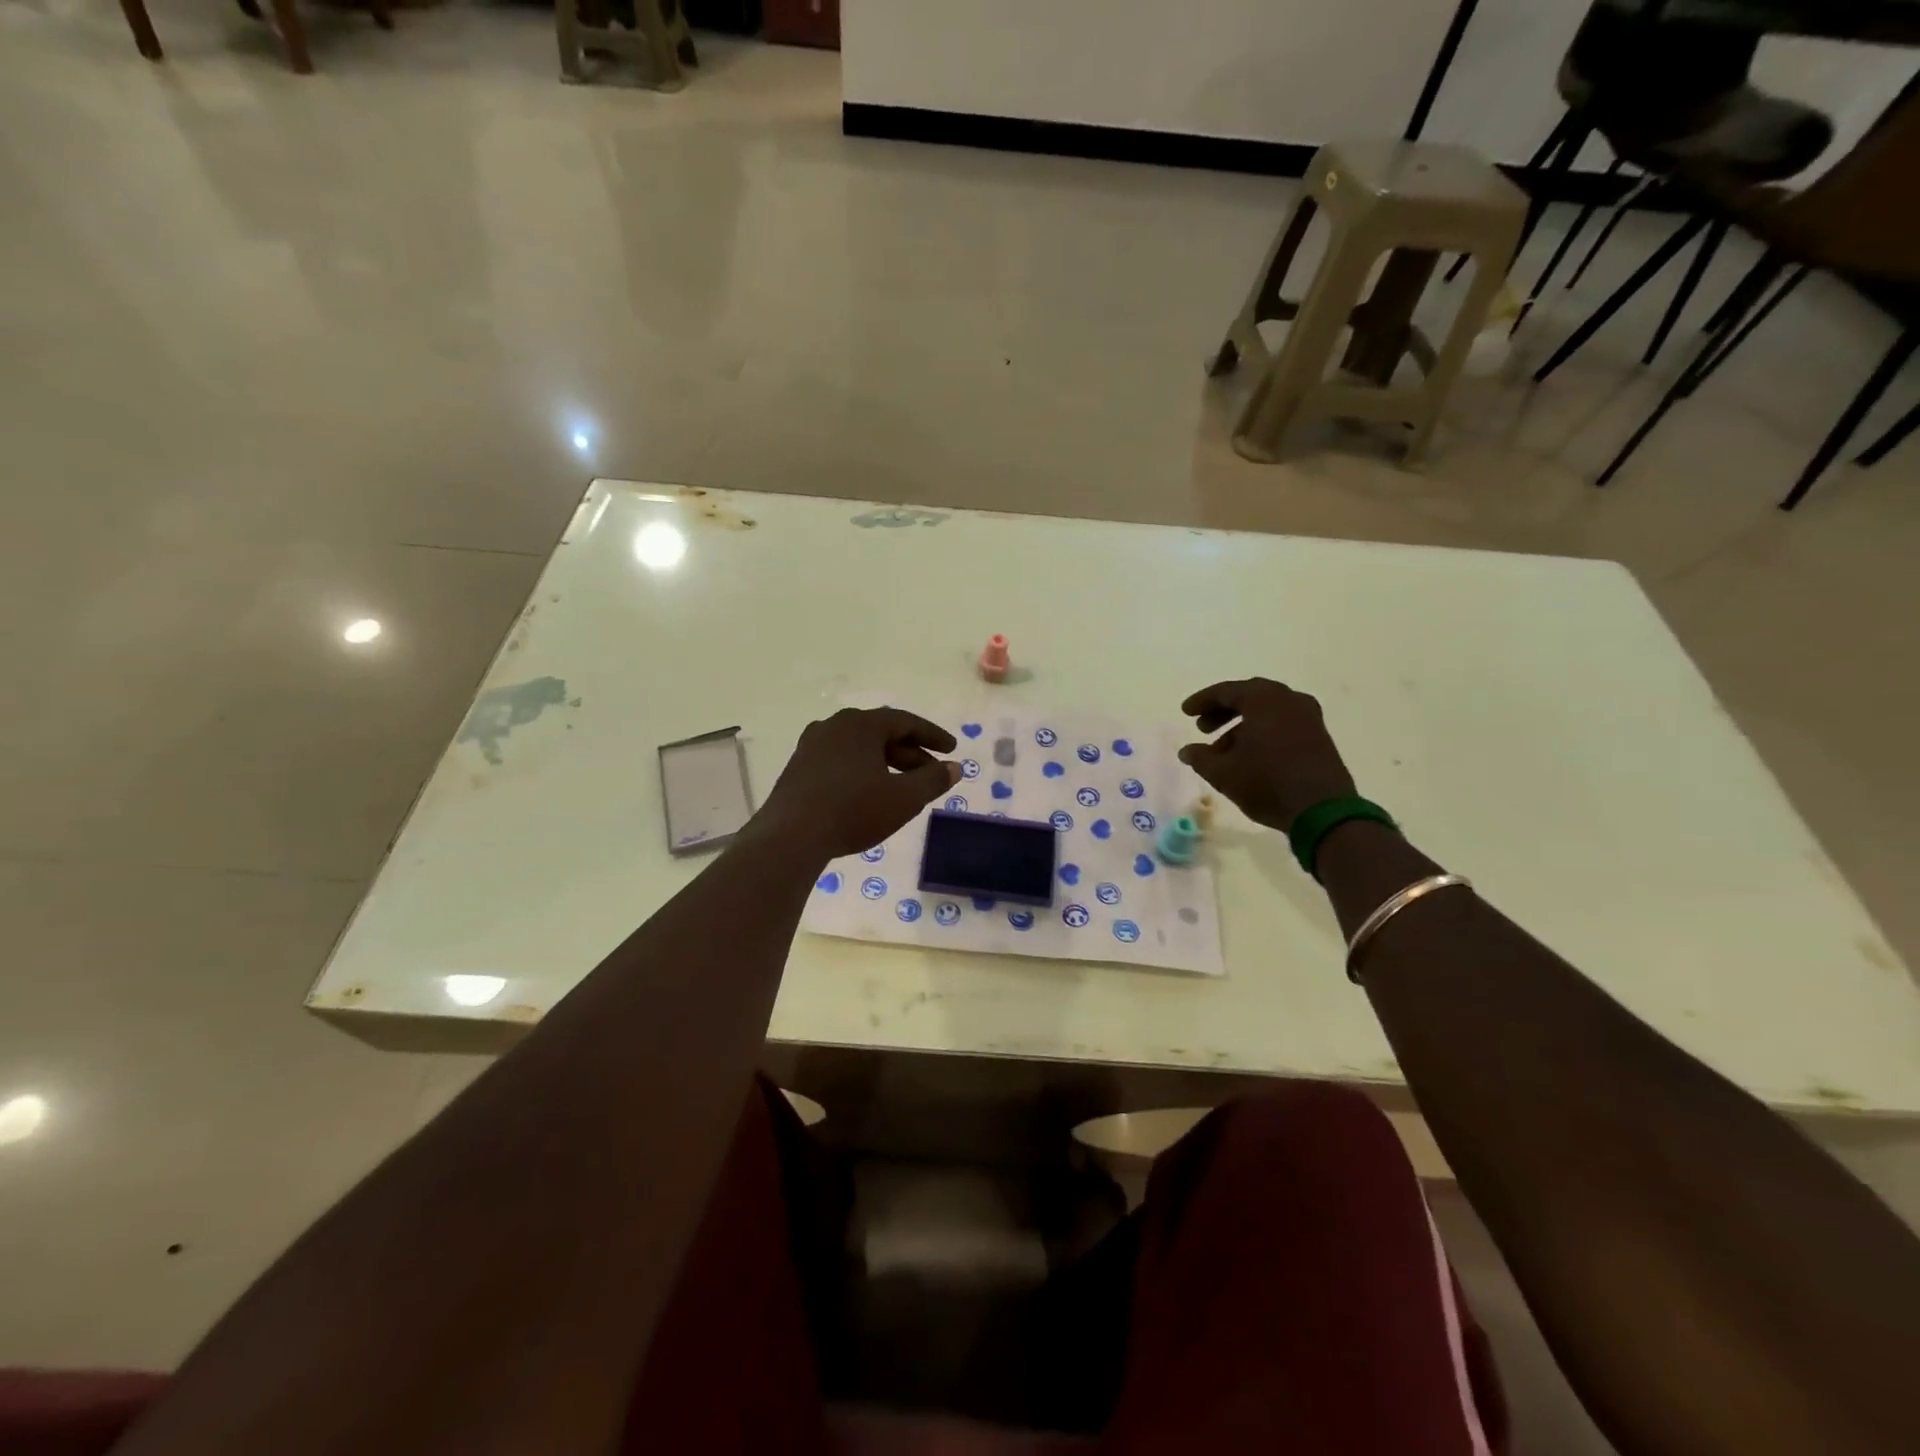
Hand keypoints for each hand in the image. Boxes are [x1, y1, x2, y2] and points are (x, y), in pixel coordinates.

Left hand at [752, 707, 959, 860]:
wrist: (790, 837)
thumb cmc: (853, 810)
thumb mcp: (903, 798)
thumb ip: (932, 780)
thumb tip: (954, 767)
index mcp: (860, 724)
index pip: (905, 721)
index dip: (932, 736)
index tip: (952, 749)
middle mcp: (834, 726)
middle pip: (881, 734)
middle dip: (910, 754)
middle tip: (931, 774)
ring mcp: (811, 746)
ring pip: (860, 749)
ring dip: (886, 764)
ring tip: (903, 788)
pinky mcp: (798, 769)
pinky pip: (840, 762)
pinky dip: (863, 772)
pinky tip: (869, 795)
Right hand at [1178, 679, 1357, 832]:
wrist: (1321, 810)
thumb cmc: (1266, 782)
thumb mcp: (1223, 773)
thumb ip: (1200, 758)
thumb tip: (1187, 751)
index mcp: (1263, 699)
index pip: (1226, 691)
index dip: (1202, 701)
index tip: (1186, 712)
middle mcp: (1289, 700)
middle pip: (1249, 697)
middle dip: (1223, 711)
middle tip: (1203, 728)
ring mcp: (1308, 717)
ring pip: (1267, 712)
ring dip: (1242, 726)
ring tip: (1222, 751)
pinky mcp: (1319, 736)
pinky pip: (1283, 724)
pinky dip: (1262, 733)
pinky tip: (1249, 756)